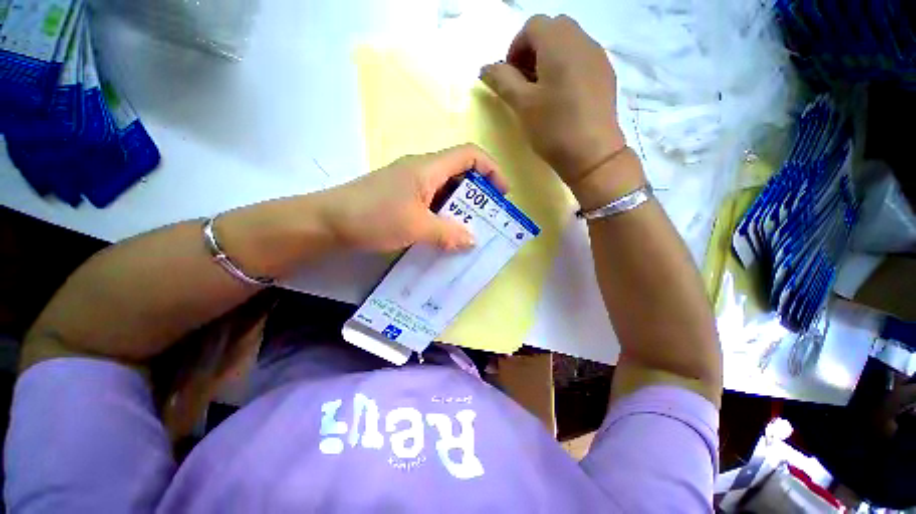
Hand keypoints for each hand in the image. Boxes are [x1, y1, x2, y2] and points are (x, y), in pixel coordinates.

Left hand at [322, 144, 507, 251]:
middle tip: (487, 219)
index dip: (491, 169)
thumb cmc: (373, 217)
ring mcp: (410, 184)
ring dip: (460, 207)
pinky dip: (444, 214)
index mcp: (428, 167)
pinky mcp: (401, 197)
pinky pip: (431, 201)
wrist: (327, 221)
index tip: (501, 194)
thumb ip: (448, 233)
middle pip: (460, 172)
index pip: (469, 154)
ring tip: (469, 230)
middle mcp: (421, 170)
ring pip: (445, 189)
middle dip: (478, 194)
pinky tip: (445, 233)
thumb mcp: (416, 227)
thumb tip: (473, 240)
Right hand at [481, 15, 626, 187]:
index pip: (532, 26)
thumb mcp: (522, 105)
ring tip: (543, 92)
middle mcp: (582, 39)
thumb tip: (486, 67)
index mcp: (559, 42)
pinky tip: (563, 96)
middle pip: (552, 30)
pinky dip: (567, 67)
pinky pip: (582, 58)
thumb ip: (502, 80)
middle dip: (533, 51)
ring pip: (569, 43)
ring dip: (550, 58)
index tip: (511, 77)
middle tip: (525, 83)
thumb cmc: (553, 127)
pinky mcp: (606, 74)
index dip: (516, 48)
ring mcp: (598, 56)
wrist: (592, 154)